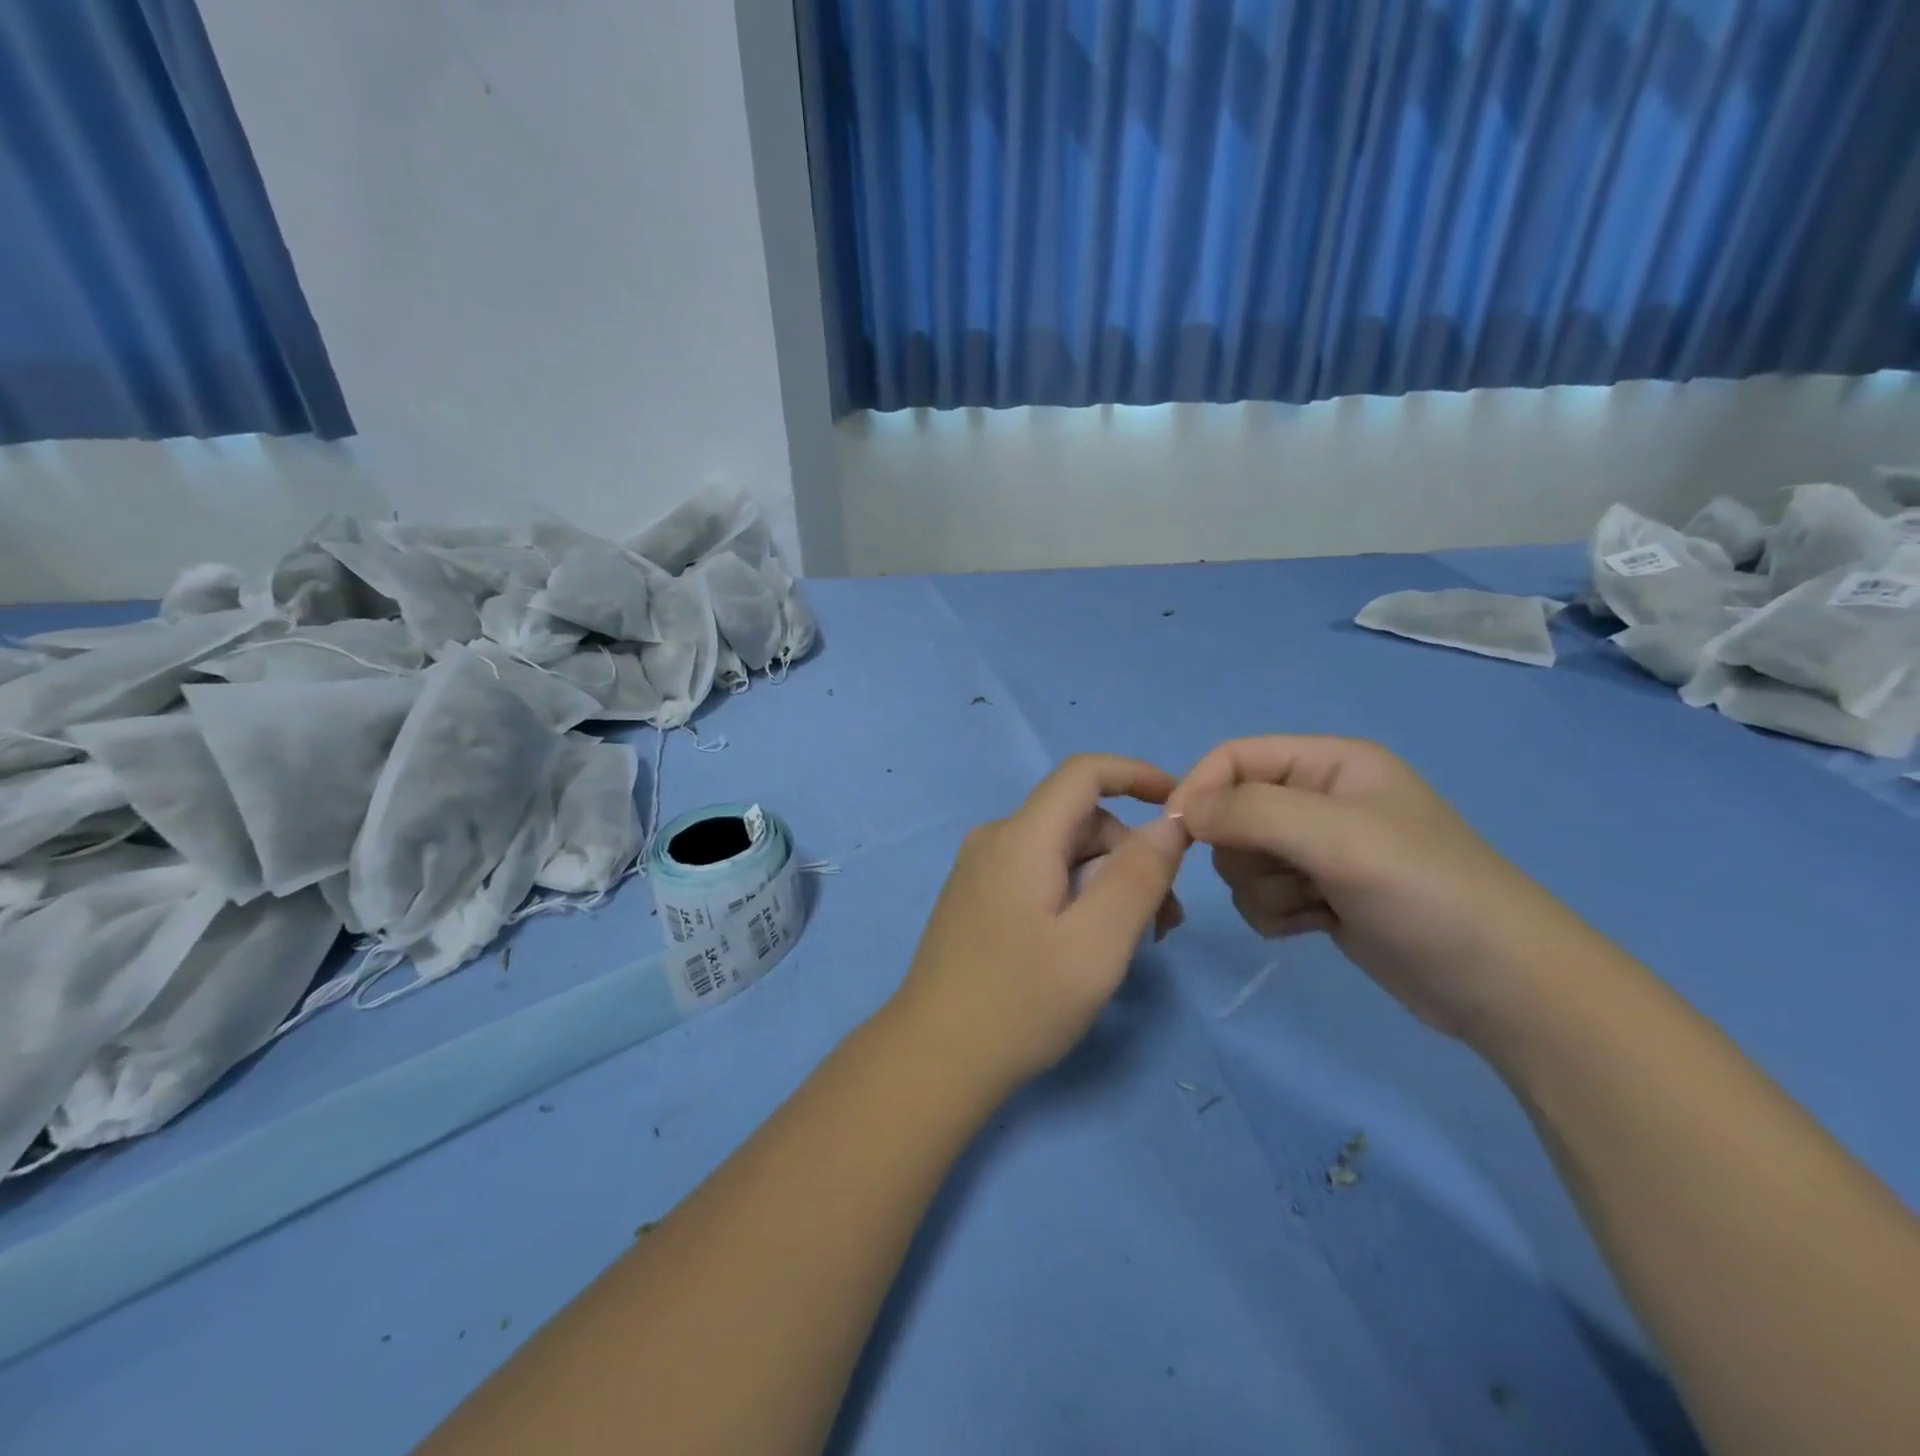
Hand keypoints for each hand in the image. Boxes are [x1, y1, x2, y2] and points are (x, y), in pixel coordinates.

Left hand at [889, 755, 1190, 1094]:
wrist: (933, 1057)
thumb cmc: (1021, 1002)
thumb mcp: (1097, 944)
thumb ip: (1139, 877)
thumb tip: (1170, 824)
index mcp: (1021, 837)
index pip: (1084, 772)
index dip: (1136, 775)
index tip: (1181, 809)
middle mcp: (995, 839)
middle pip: (1079, 820)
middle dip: (1130, 856)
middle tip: (1164, 922)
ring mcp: (980, 869)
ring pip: (1062, 851)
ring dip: (1106, 882)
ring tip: (1133, 942)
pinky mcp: (976, 897)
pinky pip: (1039, 874)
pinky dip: (1076, 895)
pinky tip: (1088, 944)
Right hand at [1168, 736, 1577, 1043]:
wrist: (1500, 985)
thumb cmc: (1424, 891)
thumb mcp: (1338, 837)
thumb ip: (1252, 812)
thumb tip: (1181, 812)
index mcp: (1329, 763)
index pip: (1234, 757)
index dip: (1200, 789)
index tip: (1180, 835)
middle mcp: (1319, 800)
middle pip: (1231, 812)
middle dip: (1247, 851)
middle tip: (1291, 874)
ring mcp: (1319, 851)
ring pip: (1241, 860)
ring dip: (1265, 889)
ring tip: (1316, 905)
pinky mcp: (1318, 895)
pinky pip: (1259, 896)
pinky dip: (1278, 914)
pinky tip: (1319, 924)